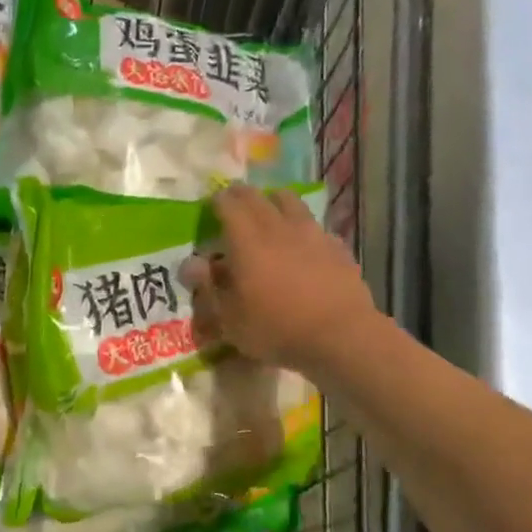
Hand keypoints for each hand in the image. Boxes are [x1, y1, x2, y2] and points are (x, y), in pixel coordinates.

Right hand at [180, 185, 377, 374]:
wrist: (340, 336)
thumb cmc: (275, 329)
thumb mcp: (229, 318)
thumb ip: (208, 287)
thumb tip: (191, 263)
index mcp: (247, 241)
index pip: (228, 205)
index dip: (217, 201)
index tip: (210, 204)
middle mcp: (279, 228)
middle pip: (258, 197)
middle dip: (241, 195)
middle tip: (233, 201)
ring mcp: (312, 234)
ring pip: (290, 202)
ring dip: (274, 201)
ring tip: (269, 211)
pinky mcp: (337, 247)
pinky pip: (314, 225)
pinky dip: (301, 227)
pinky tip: (302, 243)